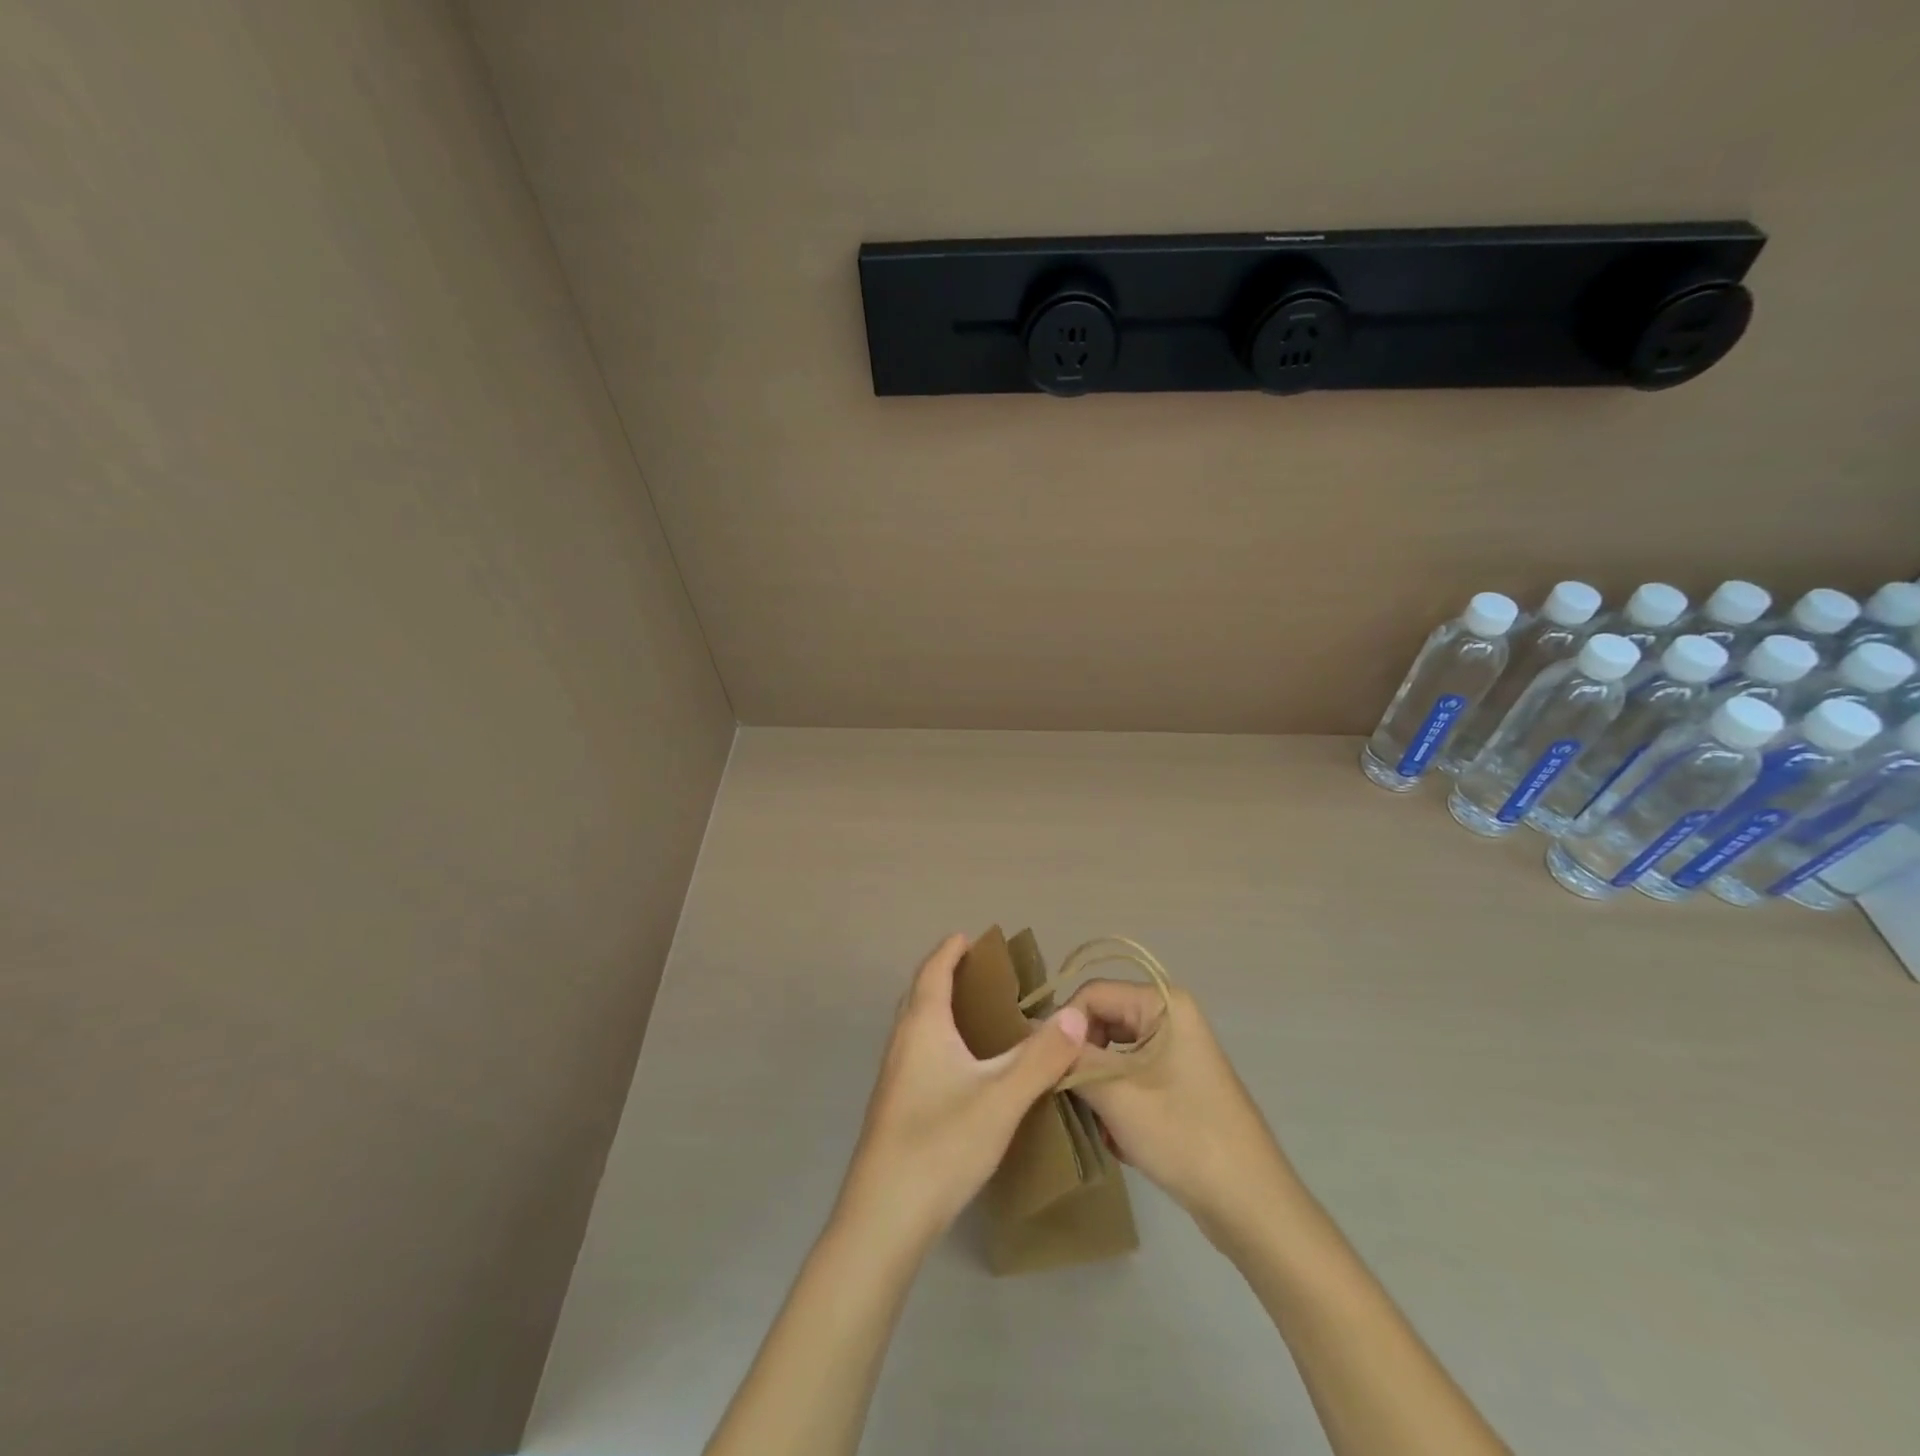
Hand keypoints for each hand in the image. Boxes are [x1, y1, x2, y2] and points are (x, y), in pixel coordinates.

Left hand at [837, 934, 1088, 1250]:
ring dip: (942, 1010)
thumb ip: (1040, 1057)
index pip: (933, 971)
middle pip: (920, 994)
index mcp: (923, 1026)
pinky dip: (940, 1041)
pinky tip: (964, 1070)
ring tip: (979, 1016)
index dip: (950, 951)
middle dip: (946, 976)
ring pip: (917, 1026)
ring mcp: (894, 1077)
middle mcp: (902, 1042)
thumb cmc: (941, 1144)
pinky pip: (919, 1053)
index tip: (970, 937)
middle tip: (982, 974)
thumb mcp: (1002, 1098)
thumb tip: (1076, 1015)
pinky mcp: (895, 1106)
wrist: (884, 1217)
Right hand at [1066, 980, 1293, 1237]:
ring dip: (1096, 1084)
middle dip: (1080, 1058)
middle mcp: (1171, 1016)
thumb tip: (1032, 1029)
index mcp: (1163, 1004)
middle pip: (1102, 1020)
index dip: (1063, 1026)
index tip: (1041, 1066)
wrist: (1251, 1206)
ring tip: (1093, 1121)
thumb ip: (1072, 1057)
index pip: (1092, 994)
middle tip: (1064, 1095)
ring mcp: (1176, 1051)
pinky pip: (1130, 1075)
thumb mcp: (1116, 1095)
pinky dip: (1116, 1100)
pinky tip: (1117, 1137)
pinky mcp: (1178, 1082)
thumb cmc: (1185, 1137)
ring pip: (1113, 1051)